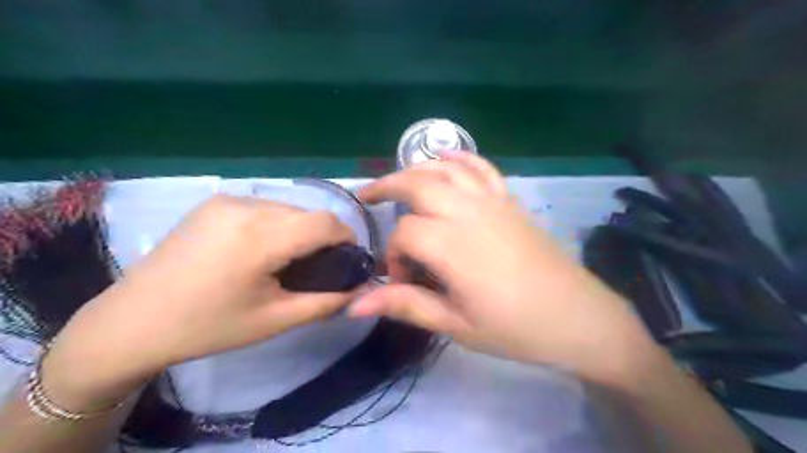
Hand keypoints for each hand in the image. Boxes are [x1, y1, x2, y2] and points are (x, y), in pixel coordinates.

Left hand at [42, 196, 356, 404]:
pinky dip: (277, 224)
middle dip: (323, 237)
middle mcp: (245, 207)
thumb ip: (326, 302)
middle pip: (308, 213)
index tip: (348, 260)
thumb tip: (360, 289)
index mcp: (259, 237)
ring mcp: (225, 200)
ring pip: (287, 208)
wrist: (133, 322)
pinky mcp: (213, 202)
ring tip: (287, 260)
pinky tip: (261, 249)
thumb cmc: (208, 327)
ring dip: (300, 230)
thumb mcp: (275, 319)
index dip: (347, 238)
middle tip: (317, 267)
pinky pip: (263, 207)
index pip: (325, 222)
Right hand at [353, 152, 653, 381]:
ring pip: (445, 168)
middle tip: (369, 198)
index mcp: (453, 246)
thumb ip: (406, 305)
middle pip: (417, 183)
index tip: (403, 281)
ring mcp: (492, 201)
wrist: (576, 316)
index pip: (404, 233)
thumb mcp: (456, 324)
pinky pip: (481, 167)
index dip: (394, 256)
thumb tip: (356, 304)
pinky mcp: (509, 201)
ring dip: (416, 168)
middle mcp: (469, 213)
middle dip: (387, 186)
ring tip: (398, 180)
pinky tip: (445, 155)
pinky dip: (460, 157)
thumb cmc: (515, 328)